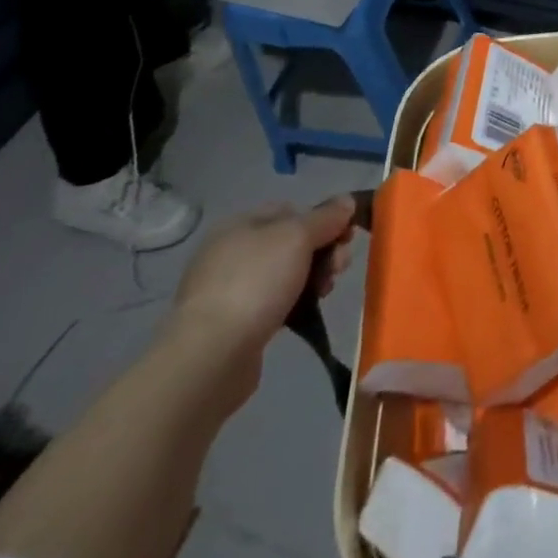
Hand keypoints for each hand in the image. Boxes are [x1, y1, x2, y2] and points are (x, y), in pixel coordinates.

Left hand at [167, 197, 359, 402]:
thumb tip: (346, 201)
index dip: (323, 219)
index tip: (346, 237)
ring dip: (314, 277)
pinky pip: (275, 301)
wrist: (211, 357)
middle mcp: (233, 252)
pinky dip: (295, 302)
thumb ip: (326, 217)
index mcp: (240, 224)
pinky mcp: (235, 322)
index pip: (292, 210)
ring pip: (287, 273)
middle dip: (324, 251)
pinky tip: (306, 312)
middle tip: (339, 269)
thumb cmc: (255, 283)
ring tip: (325, 293)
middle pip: (293, 242)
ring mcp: (231, 288)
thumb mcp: (298, 237)